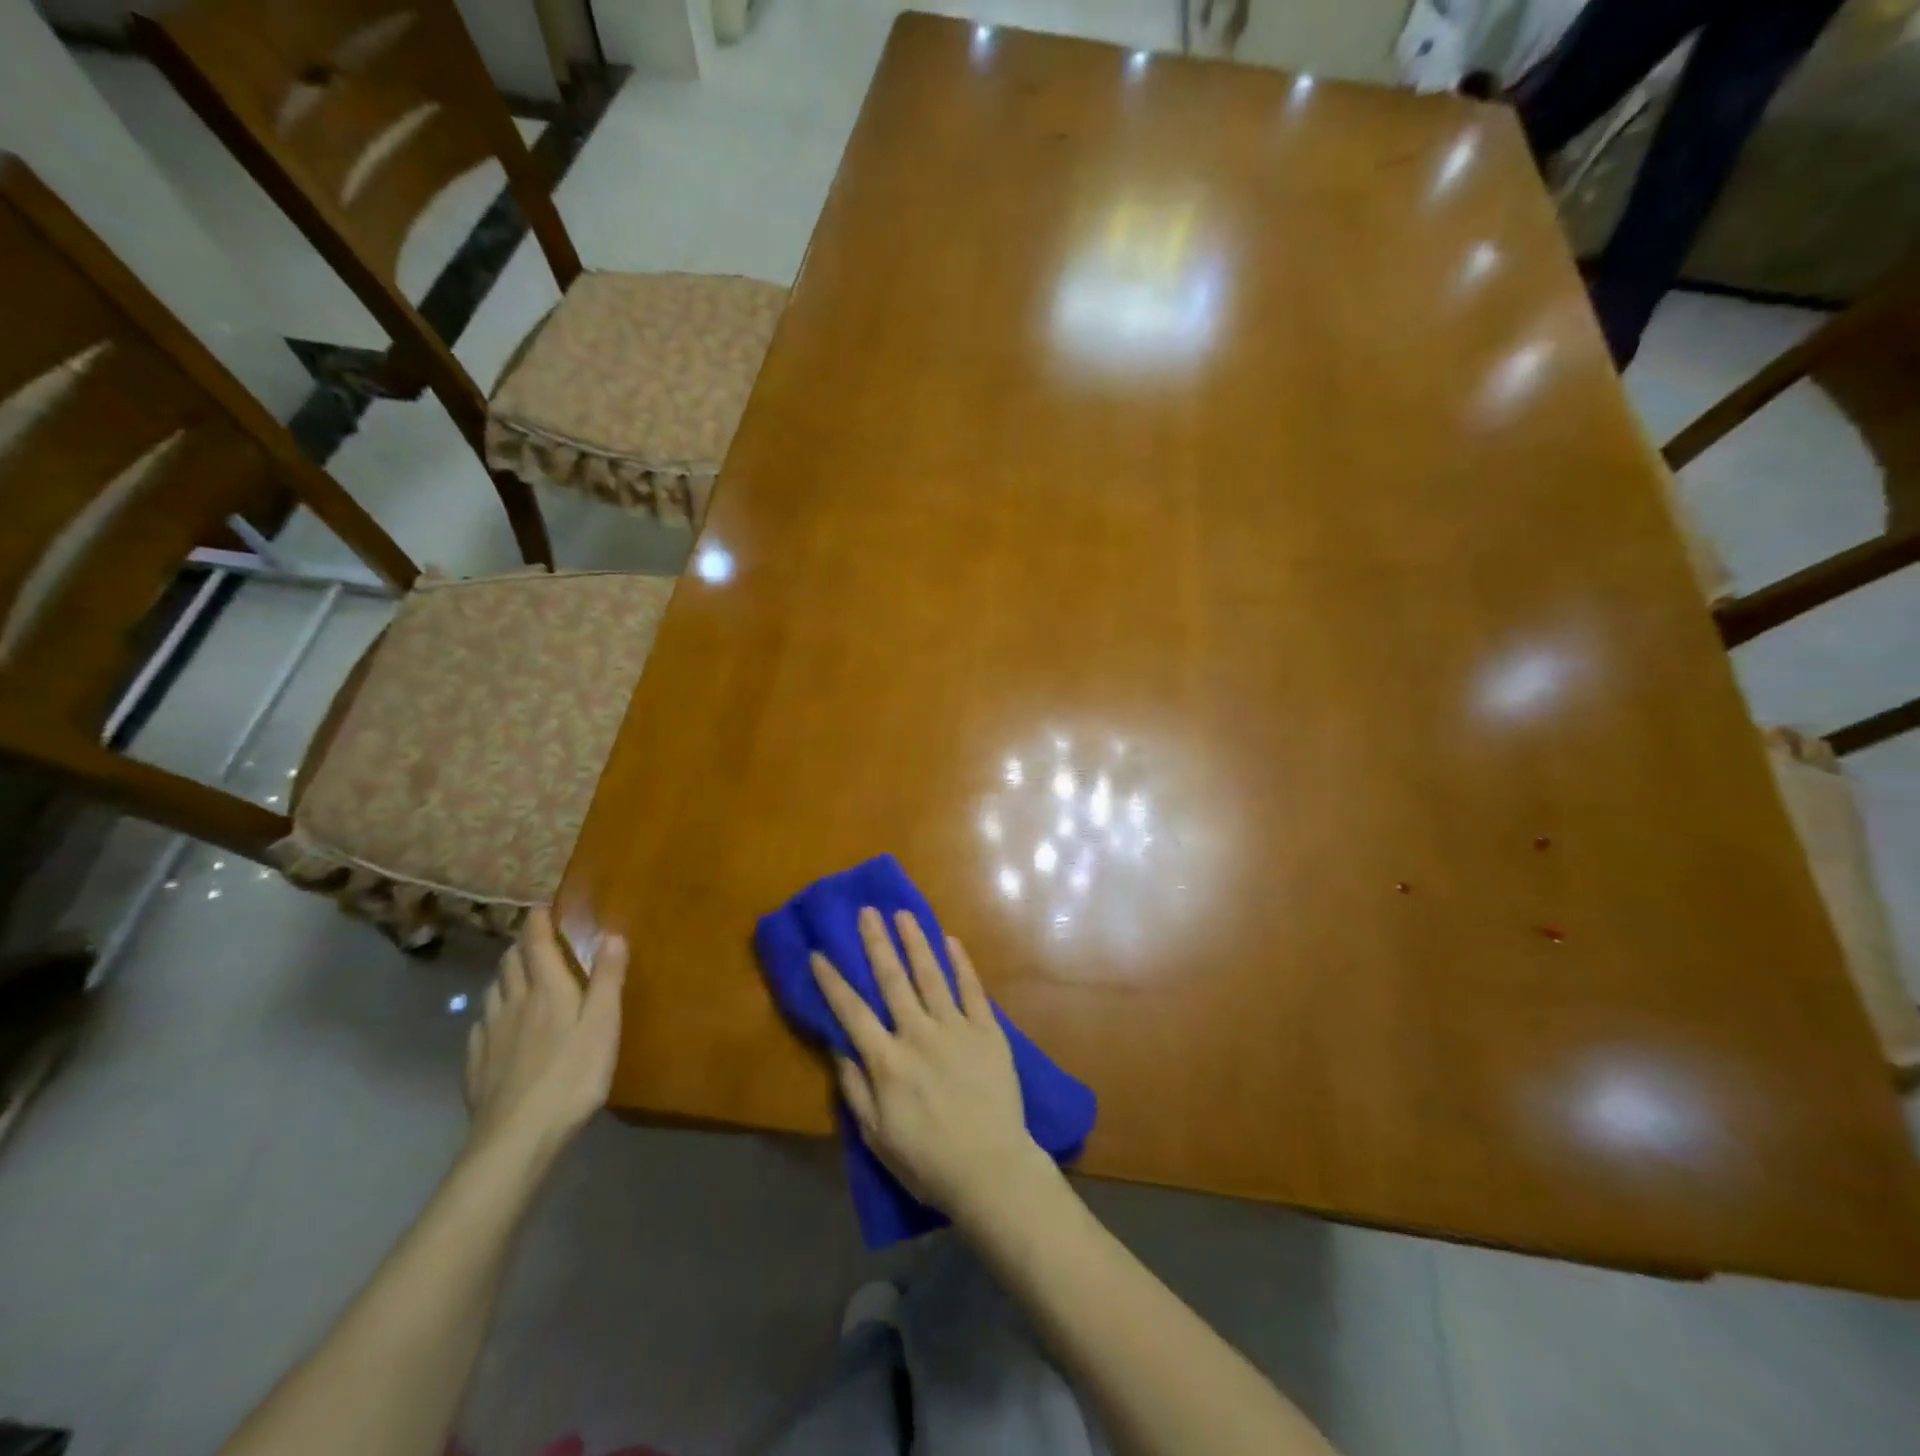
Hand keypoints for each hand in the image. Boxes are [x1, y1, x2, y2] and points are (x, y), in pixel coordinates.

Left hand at [464, 908, 626, 1158]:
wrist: (516, 1138)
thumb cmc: (572, 1075)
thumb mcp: (604, 1024)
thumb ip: (608, 978)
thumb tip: (613, 933)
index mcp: (546, 990)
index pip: (536, 944)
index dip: (537, 922)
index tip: (540, 906)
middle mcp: (513, 1004)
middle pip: (510, 964)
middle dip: (521, 945)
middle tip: (534, 939)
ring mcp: (489, 1036)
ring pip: (492, 992)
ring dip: (504, 976)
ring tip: (517, 975)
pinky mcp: (476, 1066)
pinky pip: (480, 1026)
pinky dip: (490, 1013)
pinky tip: (496, 1026)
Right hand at [811, 907, 1048, 1222]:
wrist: (992, 1171)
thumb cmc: (928, 1161)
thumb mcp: (877, 1136)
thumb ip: (855, 1089)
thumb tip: (837, 1047)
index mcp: (888, 1062)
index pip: (852, 1012)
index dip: (833, 982)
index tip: (819, 953)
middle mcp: (918, 1034)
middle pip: (893, 981)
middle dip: (877, 943)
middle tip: (867, 912)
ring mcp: (956, 1029)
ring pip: (931, 975)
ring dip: (916, 942)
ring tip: (903, 914)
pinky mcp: (987, 1031)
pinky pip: (972, 990)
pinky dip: (961, 963)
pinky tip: (951, 941)